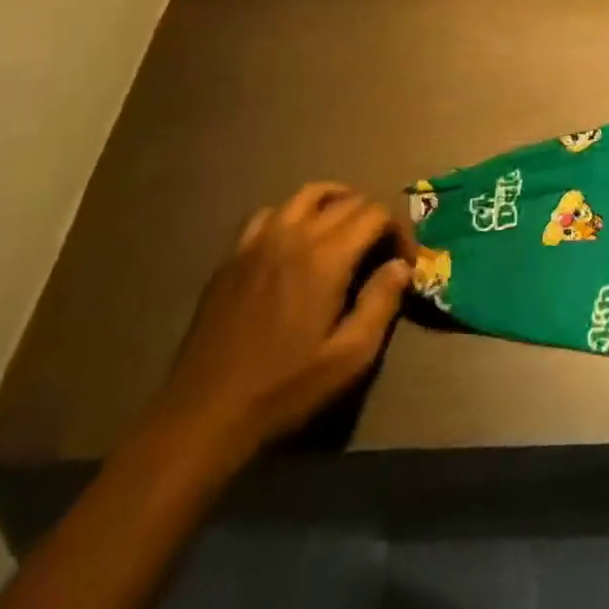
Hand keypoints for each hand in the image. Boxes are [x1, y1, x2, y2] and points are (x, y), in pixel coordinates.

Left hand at [150, 183, 413, 461]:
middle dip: (374, 217)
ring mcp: (258, 240)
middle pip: (348, 200)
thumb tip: (401, 266)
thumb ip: (381, 304)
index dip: (399, 230)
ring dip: (337, 202)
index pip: (376, 214)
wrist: (204, 414)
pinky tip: (296, 240)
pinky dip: (294, 214)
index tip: (404, 261)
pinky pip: (271, 212)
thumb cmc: (283, 389)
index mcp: (325, 258)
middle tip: (382, 250)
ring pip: (308, 194)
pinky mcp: (233, 255)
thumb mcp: (348, 358)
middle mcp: (293, 235)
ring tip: (347, 228)